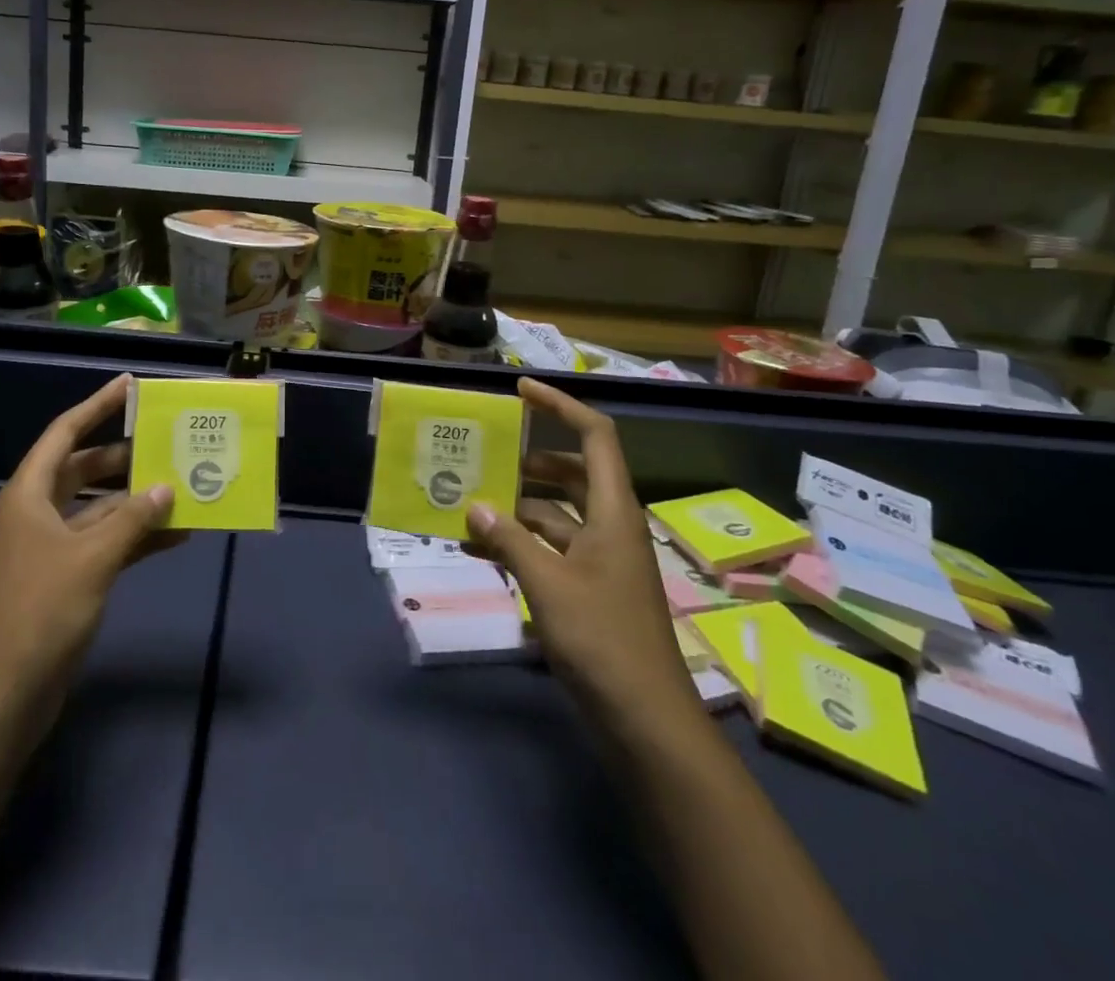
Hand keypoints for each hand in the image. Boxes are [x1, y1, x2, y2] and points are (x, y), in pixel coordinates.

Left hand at [0, 375, 180, 721]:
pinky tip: (176, 535)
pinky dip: (136, 537)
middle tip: (165, 442)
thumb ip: (133, 518)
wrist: (6, 693)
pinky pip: (106, 542)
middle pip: (84, 468)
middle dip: (124, 456)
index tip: (129, 386)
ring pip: (100, 507)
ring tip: (182, 486)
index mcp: (30, 494)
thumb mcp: (92, 558)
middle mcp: (38, 512)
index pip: (65, 434)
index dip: (96, 406)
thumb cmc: (41, 611)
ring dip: (136, 500)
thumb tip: (166, 487)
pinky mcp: (67, 576)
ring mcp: (52, 546)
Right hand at [463, 378, 694, 728]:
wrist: (646, 723)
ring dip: (516, 508)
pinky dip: (518, 545)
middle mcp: (610, 527)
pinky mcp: (589, 590)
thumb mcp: (548, 585)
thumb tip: (475, 505)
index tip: (520, 391)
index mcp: (614, 512)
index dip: (560, 406)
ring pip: (556, 514)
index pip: (595, 437)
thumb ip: (509, 539)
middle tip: (485, 454)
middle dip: (529, 460)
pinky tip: (478, 552)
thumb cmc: (603, 641)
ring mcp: (600, 561)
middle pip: (572, 473)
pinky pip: (549, 550)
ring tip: (468, 505)